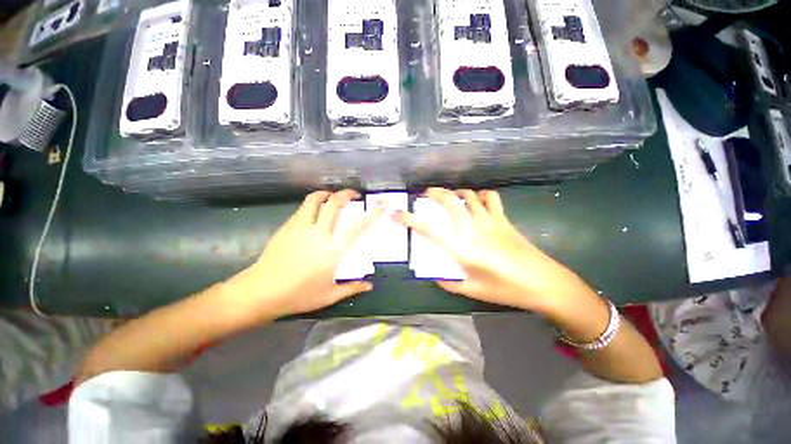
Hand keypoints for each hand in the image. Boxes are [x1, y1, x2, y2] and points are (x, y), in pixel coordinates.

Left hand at [230, 190, 383, 318]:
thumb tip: (369, 286)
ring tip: (332, 195)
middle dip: (346, 194)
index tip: (381, 204)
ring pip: (314, 200)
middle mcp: (319, 233)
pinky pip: (302, 209)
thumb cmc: (298, 295)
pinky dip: (312, 203)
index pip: (358, 227)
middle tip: (353, 195)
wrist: (260, 292)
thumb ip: (352, 288)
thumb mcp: (329, 295)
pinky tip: (314, 210)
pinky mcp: (287, 227)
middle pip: (334, 204)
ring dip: (326, 194)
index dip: (372, 213)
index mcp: (333, 250)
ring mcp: (301, 228)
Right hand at [394, 188, 592, 313]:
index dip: (410, 219)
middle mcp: (472, 228)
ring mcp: (489, 220)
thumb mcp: (472, 290)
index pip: (429, 228)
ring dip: (454, 193)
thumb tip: (436, 275)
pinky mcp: (503, 219)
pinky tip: (475, 202)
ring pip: (467, 195)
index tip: (397, 213)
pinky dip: (479, 195)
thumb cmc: (505, 289)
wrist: (543, 283)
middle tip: (424, 196)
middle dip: (432, 194)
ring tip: (449, 198)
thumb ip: (449, 282)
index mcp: (461, 247)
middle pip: (448, 201)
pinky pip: (490, 198)